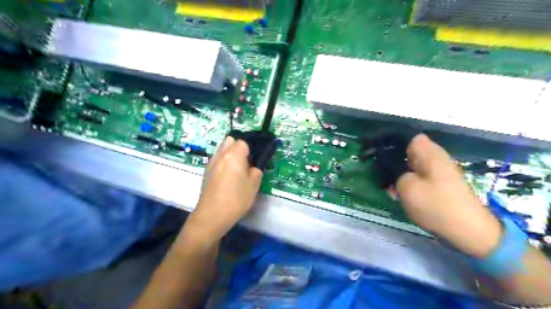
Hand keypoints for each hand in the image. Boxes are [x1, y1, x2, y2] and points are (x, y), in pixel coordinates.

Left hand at [187, 136, 264, 240]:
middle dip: (238, 147)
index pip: (243, 142)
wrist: (212, 215)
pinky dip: (223, 162)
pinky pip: (216, 159)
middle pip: (229, 140)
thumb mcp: (254, 186)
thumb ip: (256, 171)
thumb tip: (252, 167)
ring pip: (221, 149)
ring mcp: (211, 163)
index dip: (250, 149)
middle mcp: (220, 155)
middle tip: (245, 162)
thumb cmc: (236, 199)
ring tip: (236, 169)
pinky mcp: (206, 172)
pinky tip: (227, 176)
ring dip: (229, 153)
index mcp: (234, 155)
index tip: (254, 160)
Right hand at [398, 135, 502, 258]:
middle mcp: (438, 159)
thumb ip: (397, 175)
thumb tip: (400, 174)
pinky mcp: (444, 186)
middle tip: (386, 177)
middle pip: (413, 154)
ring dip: (404, 176)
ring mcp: (442, 173)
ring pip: (417, 168)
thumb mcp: (406, 188)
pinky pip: (424, 179)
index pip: (412, 139)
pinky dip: (414, 185)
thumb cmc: (436, 205)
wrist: (470, 231)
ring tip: (394, 190)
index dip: (397, 146)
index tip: (385, 159)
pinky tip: (407, 197)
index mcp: (430, 154)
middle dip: (398, 163)